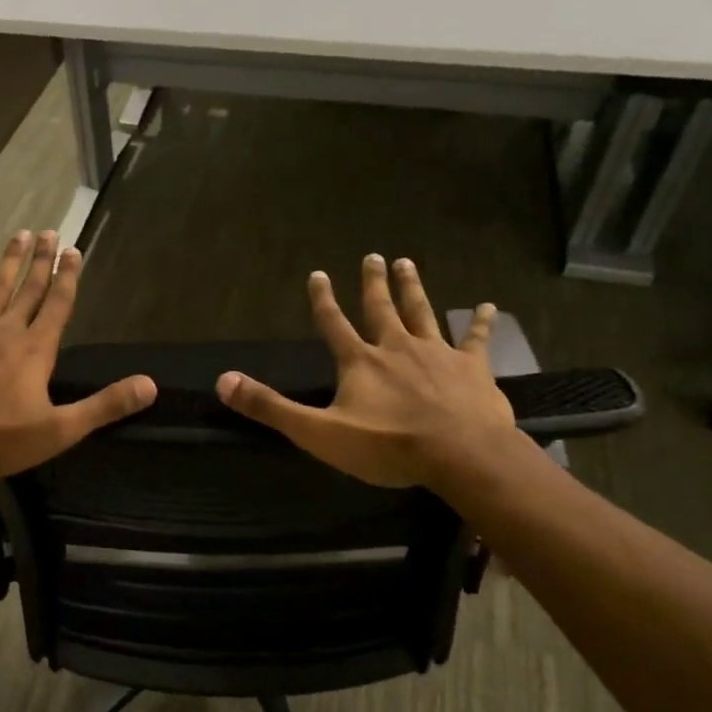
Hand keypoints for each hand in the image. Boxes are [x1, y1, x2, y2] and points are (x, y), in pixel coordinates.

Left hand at [0, 230, 156, 477]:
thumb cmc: (0, 439)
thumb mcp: (61, 430)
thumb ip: (105, 405)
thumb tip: (150, 386)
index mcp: (35, 350)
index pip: (58, 304)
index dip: (68, 277)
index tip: (73, 249)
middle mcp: (6, 332)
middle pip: (28, 289)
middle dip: (41, 260)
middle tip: (48, 231)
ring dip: (8, 263)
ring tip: (17, 236)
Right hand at [216, 255, 516, 488]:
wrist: (459, 455)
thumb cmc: (387, 446)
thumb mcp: (318, 432)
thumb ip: (271, 407)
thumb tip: (223, 381)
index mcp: (360, 361)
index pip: (333, 324)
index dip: (323, 300)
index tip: (318, 274)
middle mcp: (397, 347)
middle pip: (381, 308)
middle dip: (374, 283)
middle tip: (373, 256)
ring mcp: (437, 354)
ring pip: (422, 312)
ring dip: (413, 288)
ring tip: (407, 262)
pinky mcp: (472, 369)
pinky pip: (475, 339)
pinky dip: (480, 322)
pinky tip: (488, 305)